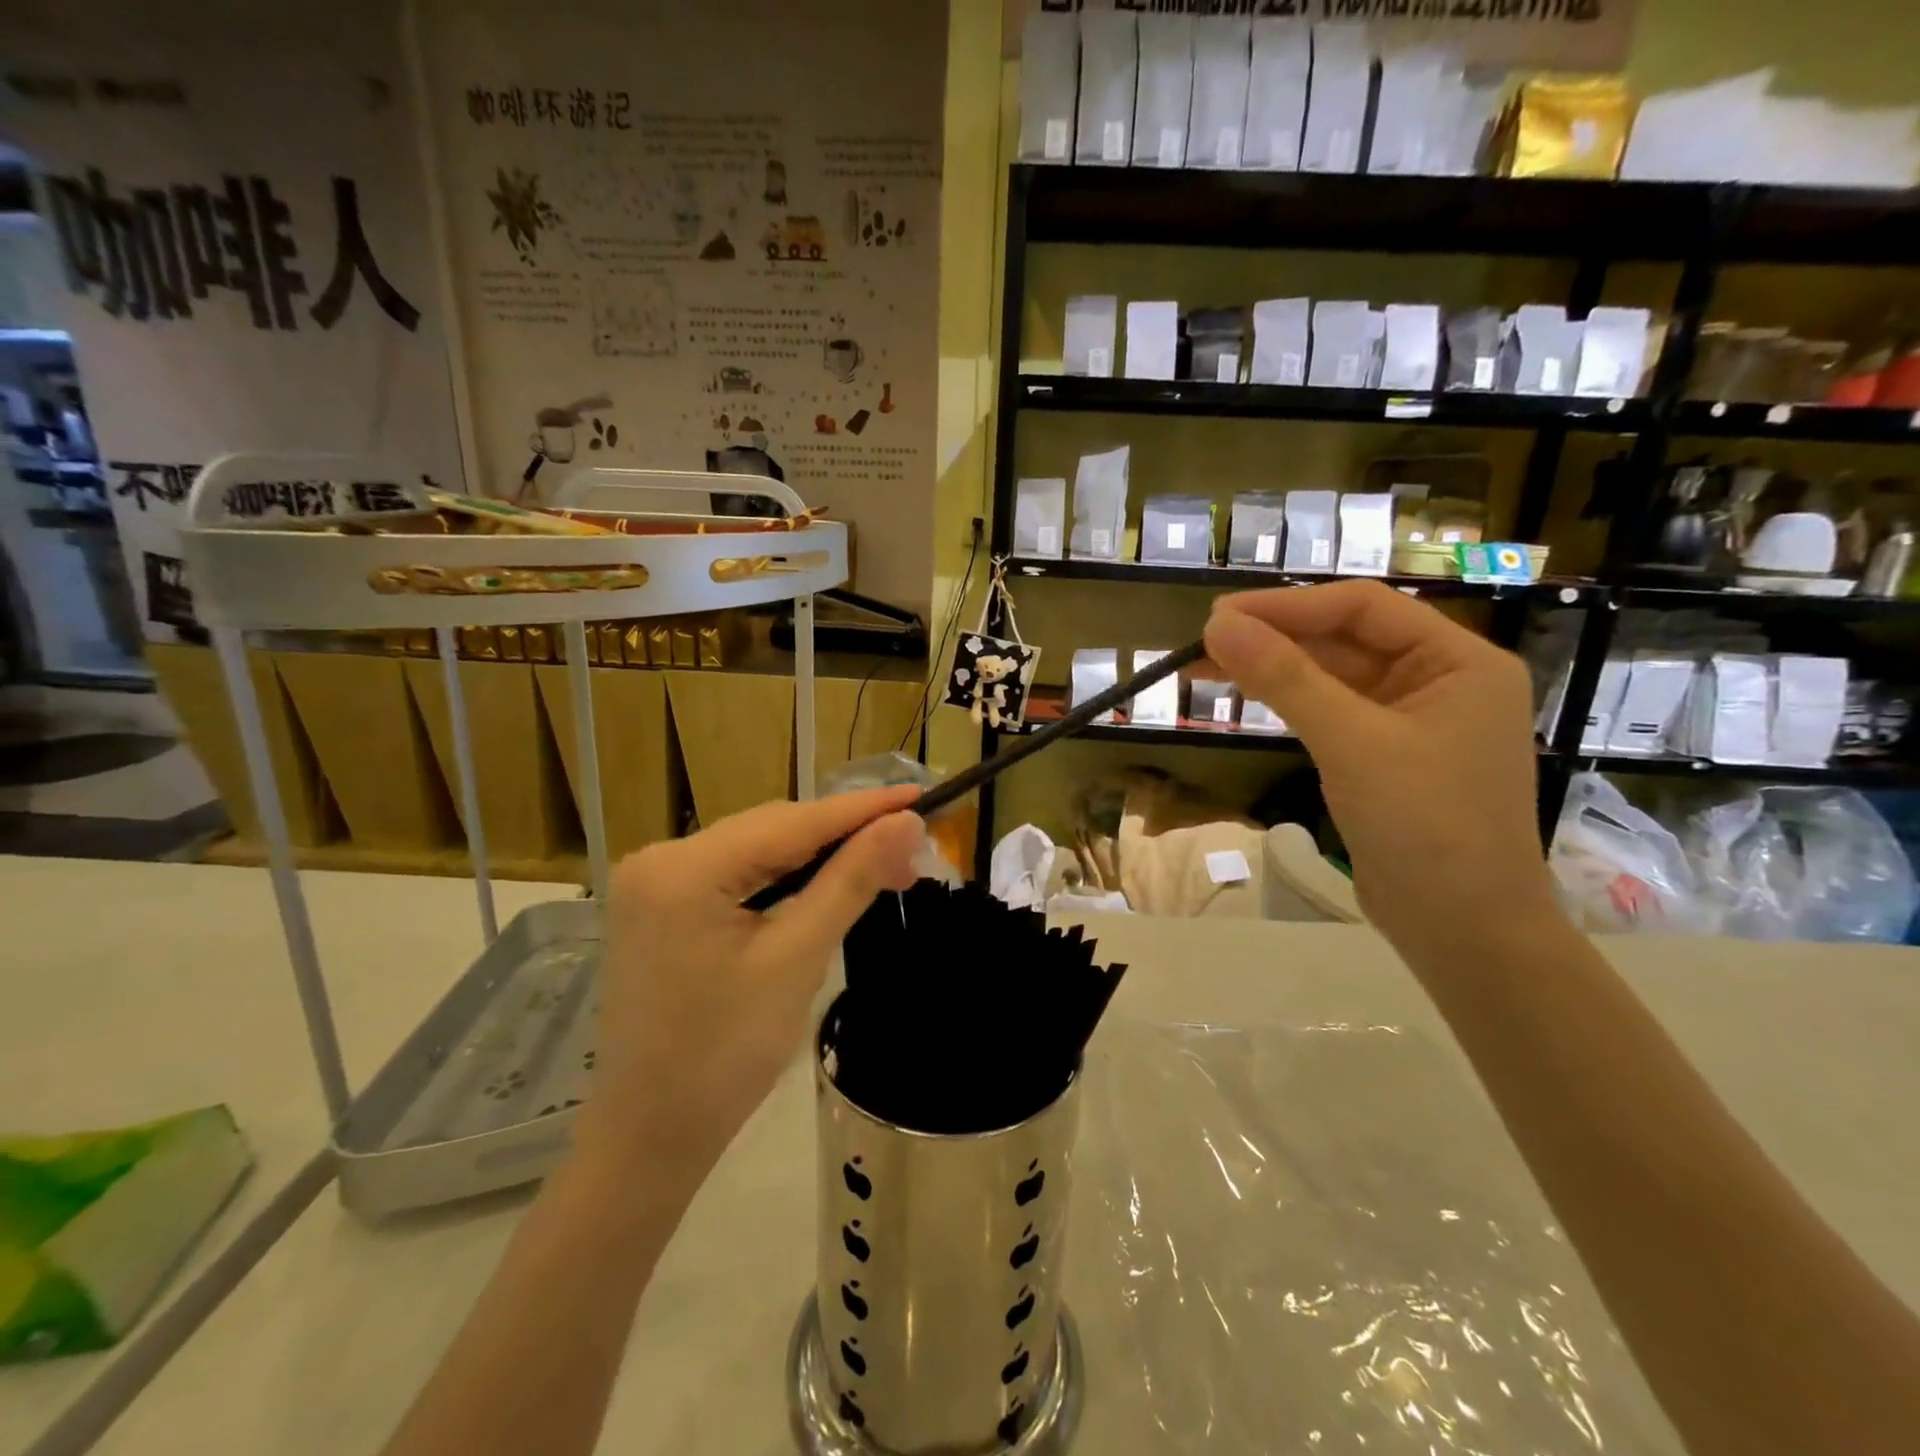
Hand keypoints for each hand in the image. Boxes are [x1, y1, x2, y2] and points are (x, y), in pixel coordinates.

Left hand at [575, 787, 924, 1179]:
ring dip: (818, 856)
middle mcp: (661, 859)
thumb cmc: (725, 1056)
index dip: (863, 808)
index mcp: (684, 869)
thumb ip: (851, 881)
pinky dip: (785, 878)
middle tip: (910, 850)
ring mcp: (655, 883)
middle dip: (844, 836)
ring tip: (882, 865)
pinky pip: (736, 874)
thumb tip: (906, 823)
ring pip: (757, 850)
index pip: (792, 822)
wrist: (650, 1138)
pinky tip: (824, 884)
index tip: (921, 793)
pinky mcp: (662, 907)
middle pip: (772, 830)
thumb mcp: (797, 960)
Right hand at [1203, 581, 1558, 953]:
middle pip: (1346, 639)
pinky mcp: (1384, 756)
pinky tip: (1248, 694)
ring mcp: (1411, 721)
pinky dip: (1289, 702)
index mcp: (1459, 662)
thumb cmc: (1426, 827)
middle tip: (1203, 639)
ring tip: (1205, 663)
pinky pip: (1331, 712)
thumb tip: (1218, 625)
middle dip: (1275, 637)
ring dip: (1274, 669)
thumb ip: (1285, 679)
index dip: (1289, 606)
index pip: (1364, 608)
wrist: (1463, 931)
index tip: (1221, 616)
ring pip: (1332, 676)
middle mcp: (1439, 681)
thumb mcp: (1352, 743)